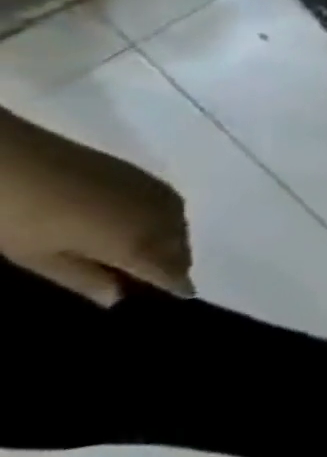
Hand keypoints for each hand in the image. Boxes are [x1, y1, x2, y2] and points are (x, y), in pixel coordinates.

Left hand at [0, 109, 192, 305]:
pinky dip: (164, 221)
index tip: (181, 296)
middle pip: (180, 248)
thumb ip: (83, 279)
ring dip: (170, 241)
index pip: (171, 272)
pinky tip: (143, 223)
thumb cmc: (18, 218)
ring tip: (151, 250)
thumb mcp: (38, 258)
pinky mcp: (147, 177)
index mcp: (139, 245)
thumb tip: (118, 297)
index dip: (176, 286)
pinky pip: (169, 207)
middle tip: (158, 276)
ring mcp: (157, 195)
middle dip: (173, 263)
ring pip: (179, 226)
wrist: (12, 159)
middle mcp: (162, 220)